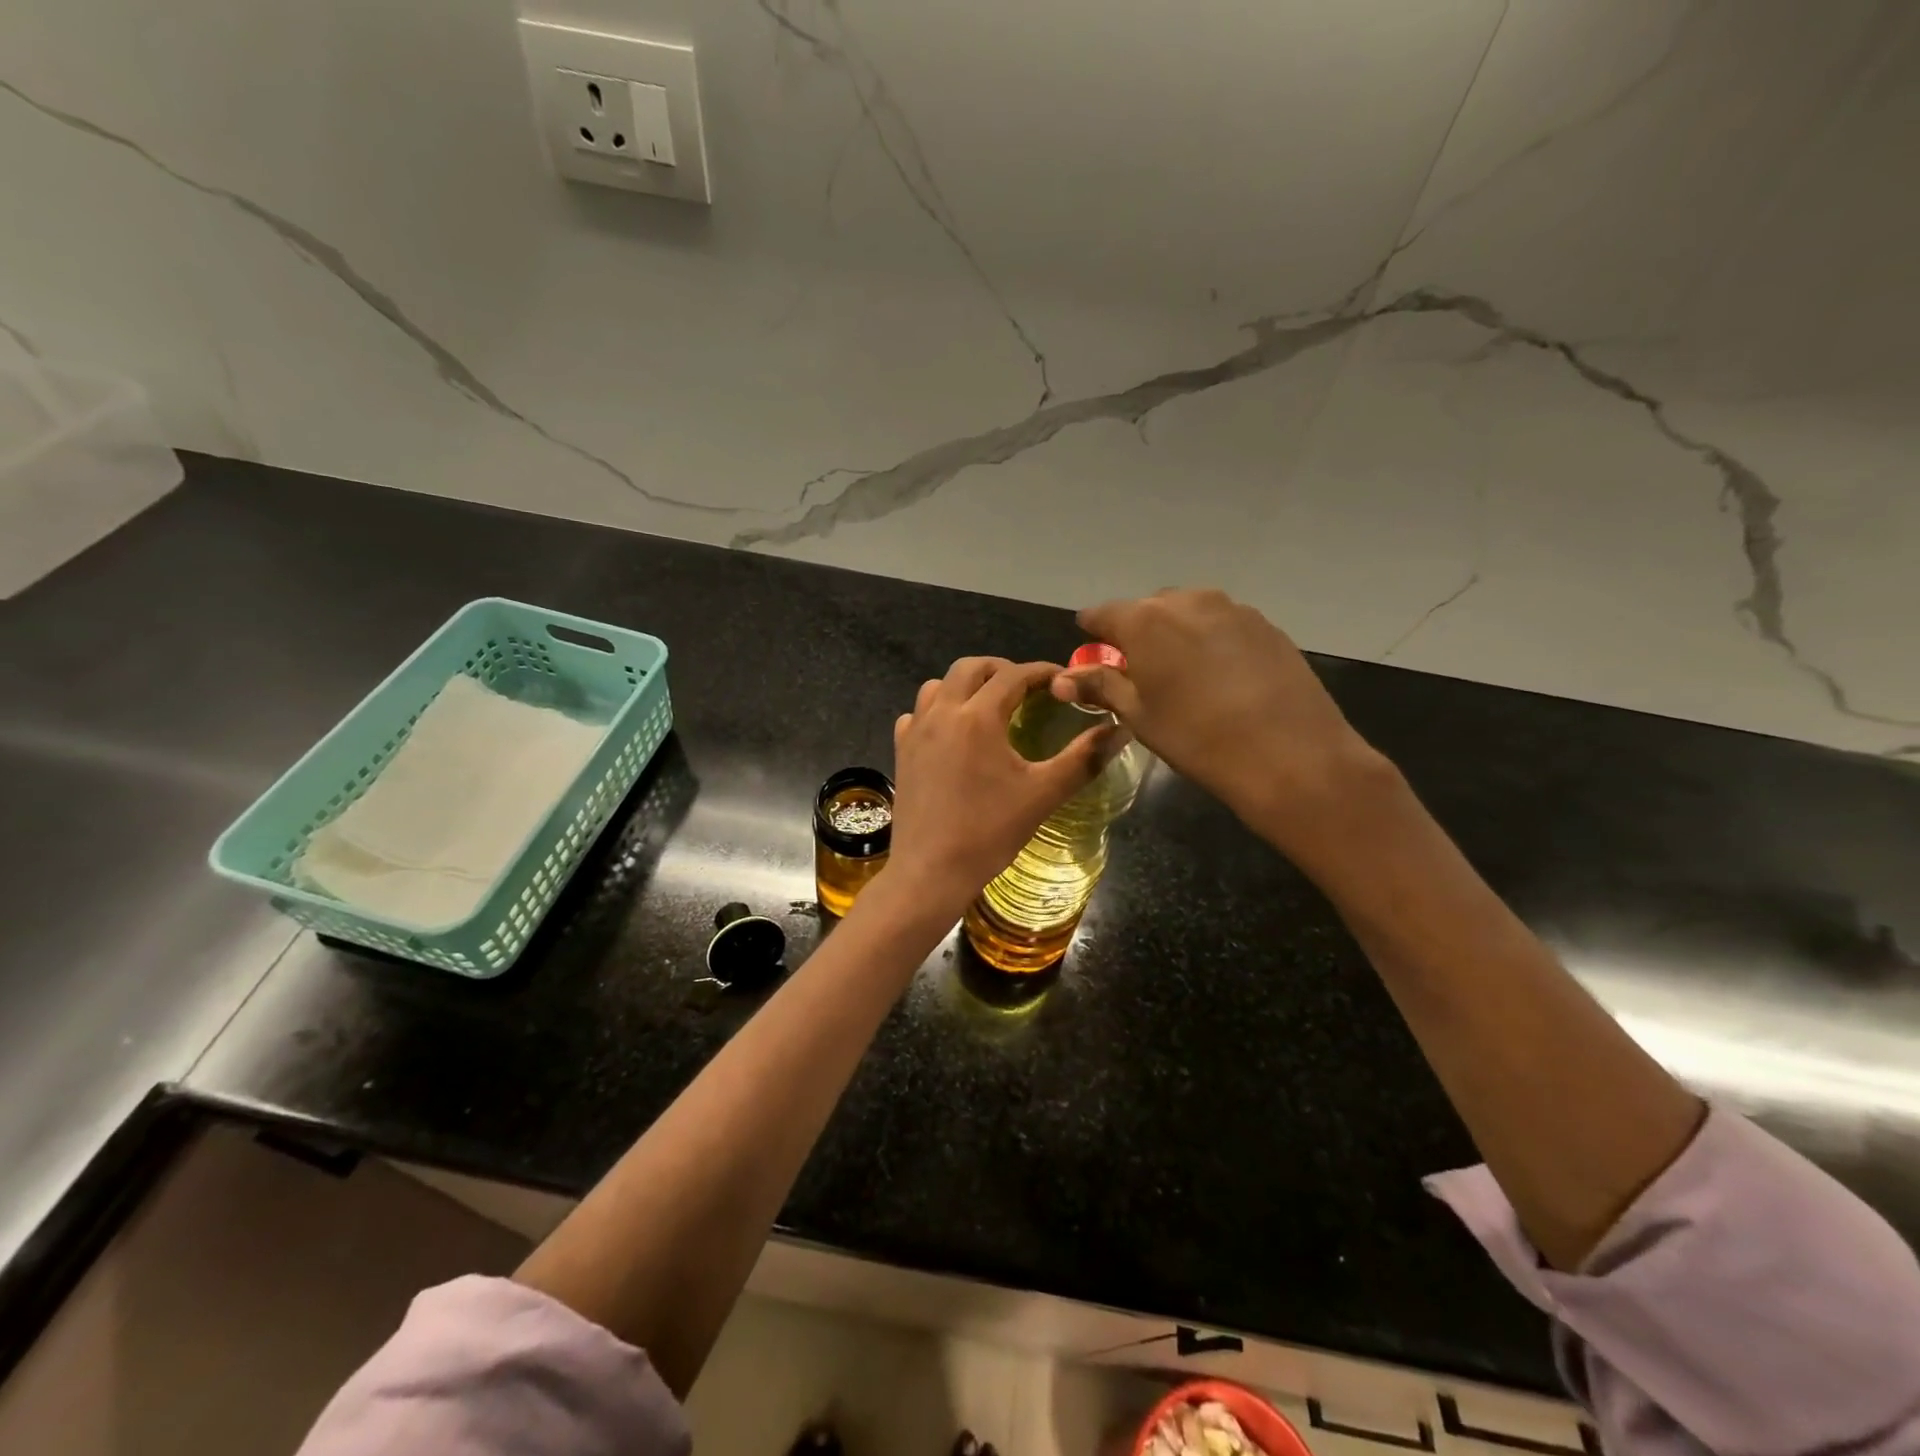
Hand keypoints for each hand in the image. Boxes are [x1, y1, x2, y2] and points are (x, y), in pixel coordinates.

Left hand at [887, 657, 1112, 912]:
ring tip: (989, 706)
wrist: (930, 872)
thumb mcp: (1043, 795)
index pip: (1013, 675)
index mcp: (978, 717)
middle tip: (1027, 689)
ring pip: (938, 686)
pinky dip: (937, 711)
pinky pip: (917, 714)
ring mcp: (916, 731)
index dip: (1041, 672)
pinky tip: (951, 733)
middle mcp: (942, 712)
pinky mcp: (901, 751)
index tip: (1062, 680)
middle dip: (1001, 670)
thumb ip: (1083, 758)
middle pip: (969, 667)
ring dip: (966, 686)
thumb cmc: (989, 832)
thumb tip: (1120, 730)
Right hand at [1053, 589, 1388, 851]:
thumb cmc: (1196, 738)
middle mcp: (1186, 601)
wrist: (1289, 754)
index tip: (1093, 652)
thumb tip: (1061, 680)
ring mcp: (1232, 608)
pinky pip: (1223, 623)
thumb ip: (1100, 687)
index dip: (1093, 633)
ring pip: (1188, 612)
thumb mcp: (1139, 716)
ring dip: (1176, 634)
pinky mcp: (1265, 624)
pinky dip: (1211, 641)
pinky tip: (1222, 677)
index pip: (1102, 614)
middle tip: (1141, 672)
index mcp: (1144, 621)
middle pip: (1148, 609)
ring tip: (1184, 674)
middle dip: (1137, 633)